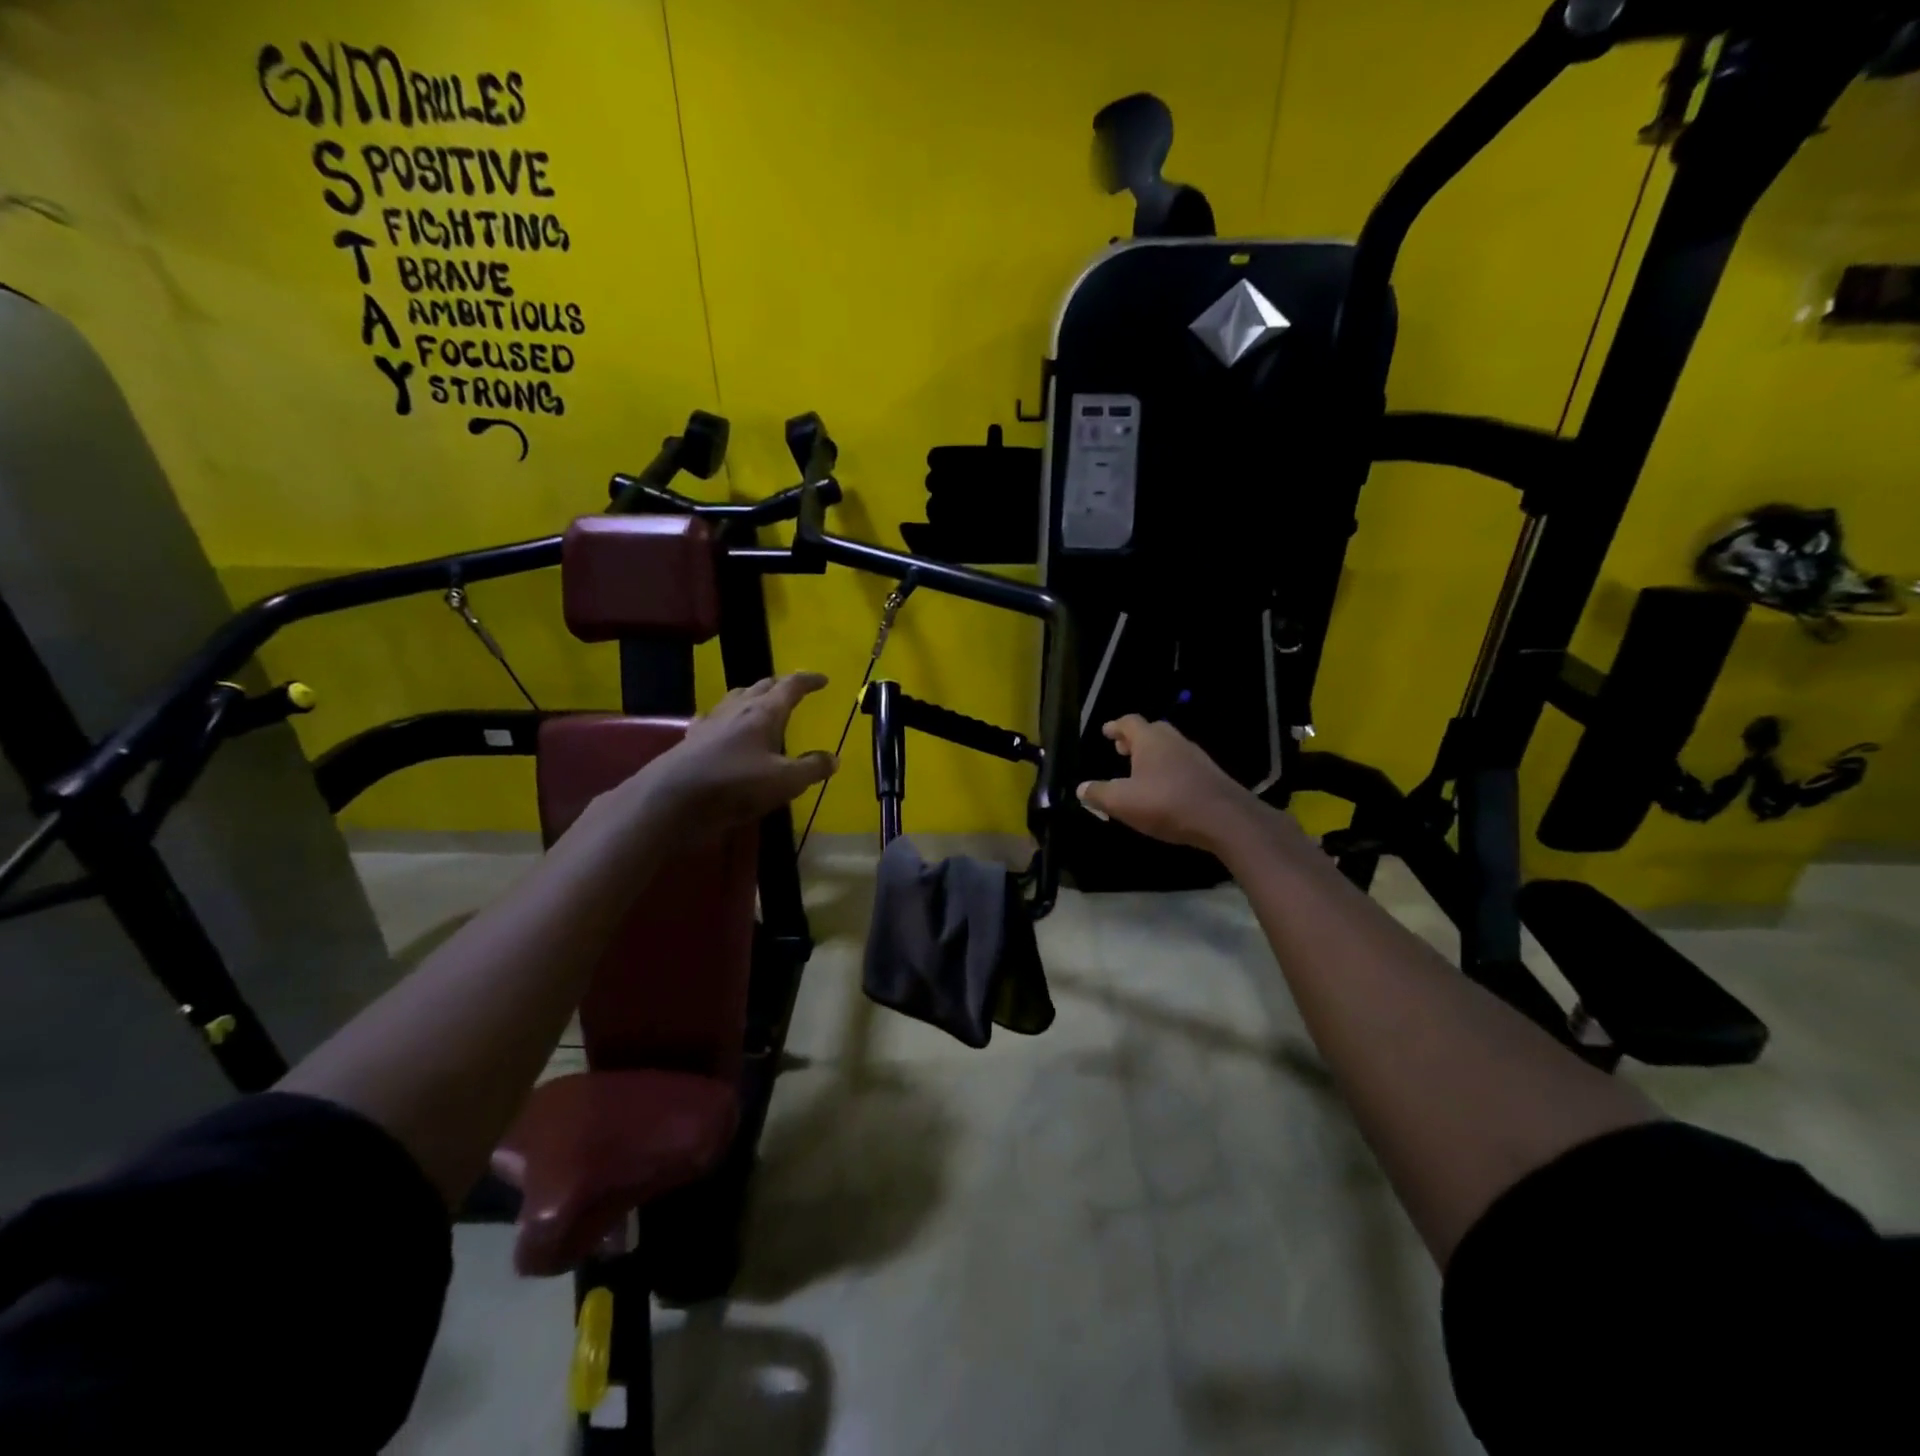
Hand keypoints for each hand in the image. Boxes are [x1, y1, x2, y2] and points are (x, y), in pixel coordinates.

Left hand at [637, 672, 835, 830]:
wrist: (672, 800)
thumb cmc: (735, 786)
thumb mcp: (785, 782)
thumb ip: (811, 768)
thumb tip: (833, 758)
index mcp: (764, 712)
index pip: (790, 686)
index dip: (808, 680)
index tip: (823, 680)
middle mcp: (737, 709)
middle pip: (761, 686)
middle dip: (781, 684)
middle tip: (794, 689)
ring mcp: (711, 722)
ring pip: (735, 697)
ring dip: (752, 695)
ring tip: (761, 703)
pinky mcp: (691, 739)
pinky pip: (712, 718)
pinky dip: (724, 717)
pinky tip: (720, 724)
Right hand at [1076, 716, 1260, 851]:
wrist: (1225, 819)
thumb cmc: (1166, 803)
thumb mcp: (1122, 802)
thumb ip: (1099, 794)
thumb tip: (1081, 788)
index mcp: (1150, 740)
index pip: (1129, 722)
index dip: (1115, 726)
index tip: (1106, 731)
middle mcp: (1174, 741)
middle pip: (1152, 731)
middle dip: (1135, 739)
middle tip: (1121, 750)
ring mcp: (1196, 757)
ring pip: (1169, 748)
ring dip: (1153, 756)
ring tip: (1140, 772)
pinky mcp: (1211, 776)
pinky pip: (1183, 765)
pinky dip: (1169, 770)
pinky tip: (1165, 790)